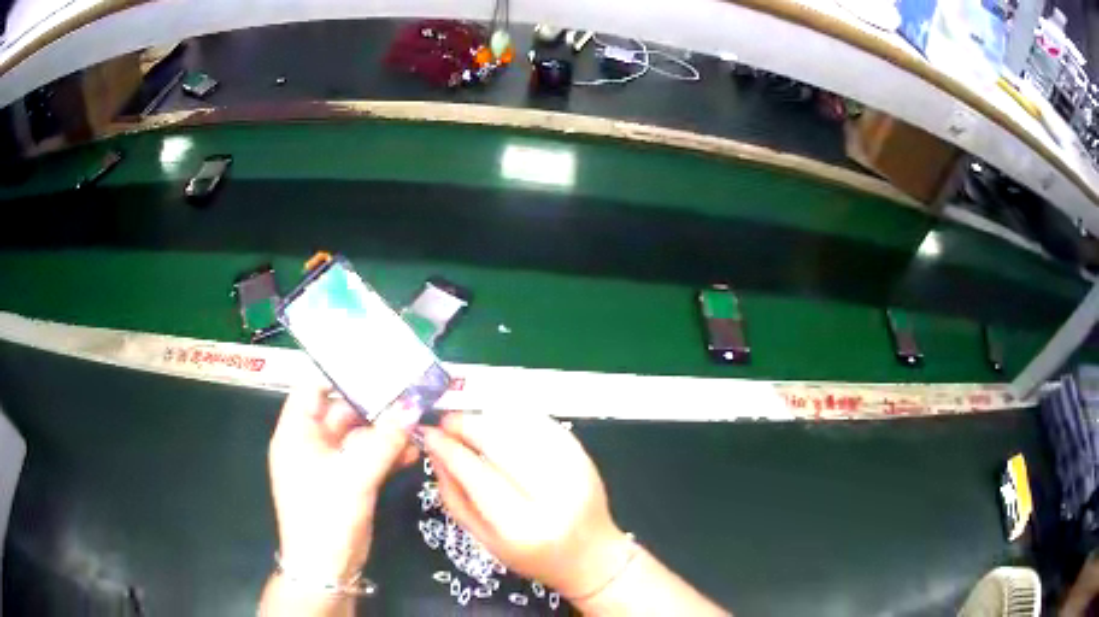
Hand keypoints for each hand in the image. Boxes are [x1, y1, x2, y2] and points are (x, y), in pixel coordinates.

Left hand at [268, 385, 419, 582]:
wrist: (327, 569)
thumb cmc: (326, 516)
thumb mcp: (354, 476)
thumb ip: (383, 440)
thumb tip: (411, 408)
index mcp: (296, 431)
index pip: (313, 386)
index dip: (340, 372)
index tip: (375, 362)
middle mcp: (311, 442)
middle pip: (342, 410)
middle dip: (374, 403)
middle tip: (409, 390)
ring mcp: (330, 464)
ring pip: (359, 435)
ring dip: (385, 430)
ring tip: (417, 419)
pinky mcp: (347, 482)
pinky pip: (368, 458)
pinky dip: (387, 454)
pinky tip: (412, 452)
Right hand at [422, 412, 629, 598]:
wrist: (590, 556)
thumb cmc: (531, 556)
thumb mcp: (484, 539)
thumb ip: (455, 497)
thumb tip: (436, 451)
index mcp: (523, 527)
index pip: (479, 475)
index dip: (450, 449)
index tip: (429, 433)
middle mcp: (553, 496)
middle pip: (502, 443)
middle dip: (467, 424)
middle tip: (447, 421)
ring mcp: (575, 471)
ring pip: (523, 427)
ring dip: (488, 417)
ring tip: (469, 422)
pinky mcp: (584, 456)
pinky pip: (544, 424)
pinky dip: (515, 416)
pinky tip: (497, 420)